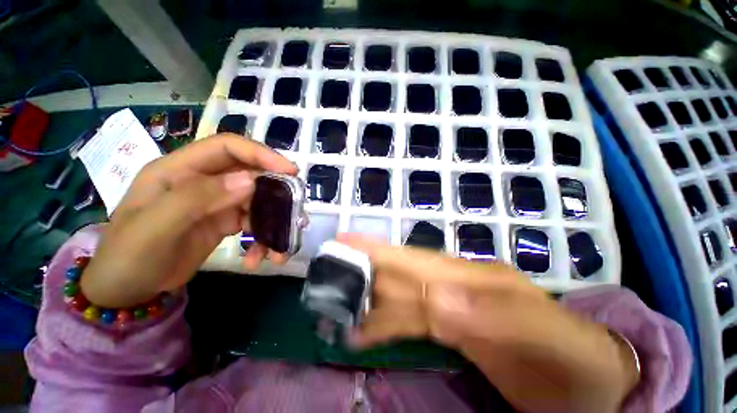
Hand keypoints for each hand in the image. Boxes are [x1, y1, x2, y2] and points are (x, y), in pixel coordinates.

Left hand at [81, 134, 297, 307]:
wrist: (126, 290)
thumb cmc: (129, 255)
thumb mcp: (156, 226)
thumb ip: (197, 198)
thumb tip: (250, 181)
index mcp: (180, 170)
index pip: (228, 147)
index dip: (261, 154)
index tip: (290, 171)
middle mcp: (203, 181)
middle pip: (251, 174)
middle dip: (276, 194)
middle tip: (294, 213)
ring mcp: (216, 202)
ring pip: (258, 201)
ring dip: (272, 223)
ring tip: (278, 249)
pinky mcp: (225, 221)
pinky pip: (254, 223)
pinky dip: (262, 239)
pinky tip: (259, 258)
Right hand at [337, 234, 639, 412]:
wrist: (595, 379)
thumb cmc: (575, 358)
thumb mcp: (544, 335)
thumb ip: (491, 314)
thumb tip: (435, 298)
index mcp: (477, 280)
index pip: (418, 266)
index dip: (381, 257)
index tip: (348, 247)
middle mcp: (459, 284)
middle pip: (404, 273)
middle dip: (367, 267)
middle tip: (331, 267)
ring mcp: (455, 306)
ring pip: (403, 294)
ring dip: (371, 296)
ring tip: (339, 301)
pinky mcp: (454, 328)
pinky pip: (411, 318)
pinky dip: (386, 320)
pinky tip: (368, 326)